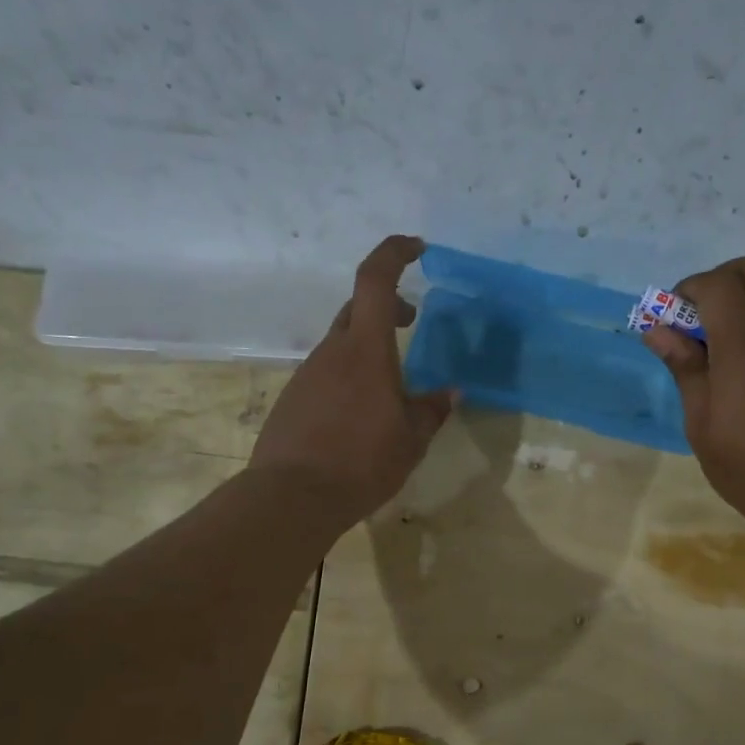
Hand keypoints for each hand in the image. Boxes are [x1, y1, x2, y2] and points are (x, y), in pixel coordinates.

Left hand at [249, 236, 454, 521]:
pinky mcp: (293, 397)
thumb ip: (432, 411)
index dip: (395, 253)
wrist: (292, 497)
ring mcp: (308, 373)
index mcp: (366, 350)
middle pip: (358, 308)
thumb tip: (451, 392)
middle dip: (389, 305)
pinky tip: (360, 412)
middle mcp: (333, 351)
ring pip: (342, 342)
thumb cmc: (361, 463)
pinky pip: (327, 372)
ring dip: (369, 345)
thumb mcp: (411, 440)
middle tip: (413, 321)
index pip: (376, 280)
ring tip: (392, 382)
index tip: (417, 247)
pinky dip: (349, 374)